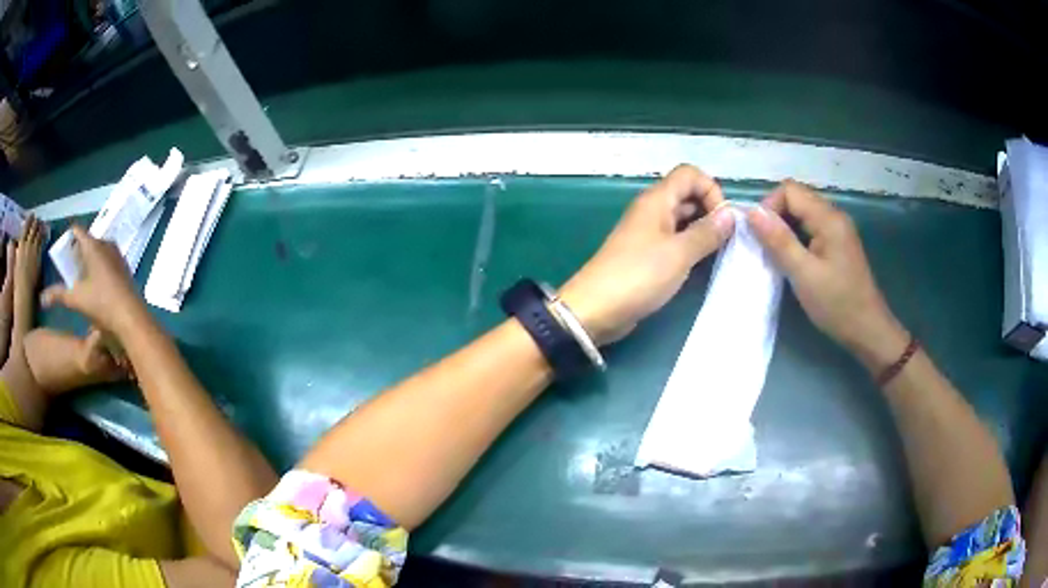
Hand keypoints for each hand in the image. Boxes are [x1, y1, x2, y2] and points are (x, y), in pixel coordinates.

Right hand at [41, 226, 144, 334]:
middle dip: (78, 249)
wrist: (131, 316)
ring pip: (99, 250)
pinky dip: (99, 266)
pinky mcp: (124, 268)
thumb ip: (58, 295)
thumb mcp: (76, 299)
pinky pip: (107, 260)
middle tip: (69, 264)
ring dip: (89, 258)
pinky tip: (95, 282)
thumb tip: (41, 299)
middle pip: (89, 240)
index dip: (69, 236)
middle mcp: (106, 244)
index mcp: (93, 245)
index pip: (78, 231)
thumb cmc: (101, 303)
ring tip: (80, 274)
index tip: (62, 246)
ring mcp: (117, 255)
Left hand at [559, 165, 735, 345]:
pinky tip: (701, 263)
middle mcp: (652, 210)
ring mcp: (648, 232)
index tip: (723, 219)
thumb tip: (730, 214)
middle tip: (727, 239)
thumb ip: (707, 233)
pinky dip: (690, 246)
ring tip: (719, 252)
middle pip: (687, 195)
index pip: (690, 174)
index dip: (711, 189)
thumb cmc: (639, 275)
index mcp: (657, 200)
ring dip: (702, 230)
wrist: (596, 308)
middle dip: (710, 210)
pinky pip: (675, 240)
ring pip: (683, 219)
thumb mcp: (679, 253)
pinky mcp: (646, 254)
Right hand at [746, 180, 908, 369]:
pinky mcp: (837, 243)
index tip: (760, 236)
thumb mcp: (803, 274)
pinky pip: (811, 228)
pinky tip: (793, 259)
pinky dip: (796, 237)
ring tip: (776, 255)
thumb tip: (752, 212)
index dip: (769, 207)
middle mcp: (834, 216)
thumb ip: (779, 240)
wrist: (867, 330)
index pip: (789, 190)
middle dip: (775, 216)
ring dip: (785, 228)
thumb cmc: (836, 304)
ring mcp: (838, 229)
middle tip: (765, 247)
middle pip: (796, 198)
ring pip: (803, 213)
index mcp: (828, 218)